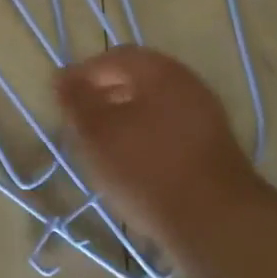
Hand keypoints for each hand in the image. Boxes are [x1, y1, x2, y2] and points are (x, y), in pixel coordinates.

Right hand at [56, 47, 260, 243]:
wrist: (214, 220)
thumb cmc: (146, 168)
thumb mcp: (97, 133)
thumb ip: (76, 101)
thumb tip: (63, 76)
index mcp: (160, 71)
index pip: (115, 57)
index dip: (84, 73)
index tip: (61, 98)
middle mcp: (187, 84)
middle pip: (138, 80)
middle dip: (104, 95)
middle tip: (79, 121)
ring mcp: (205, 115)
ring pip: (154, 106)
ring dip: (125, 118)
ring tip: (101, 146)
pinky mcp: (212, 147)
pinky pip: (170, 130)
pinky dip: (145, 137)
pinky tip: (132, 164)